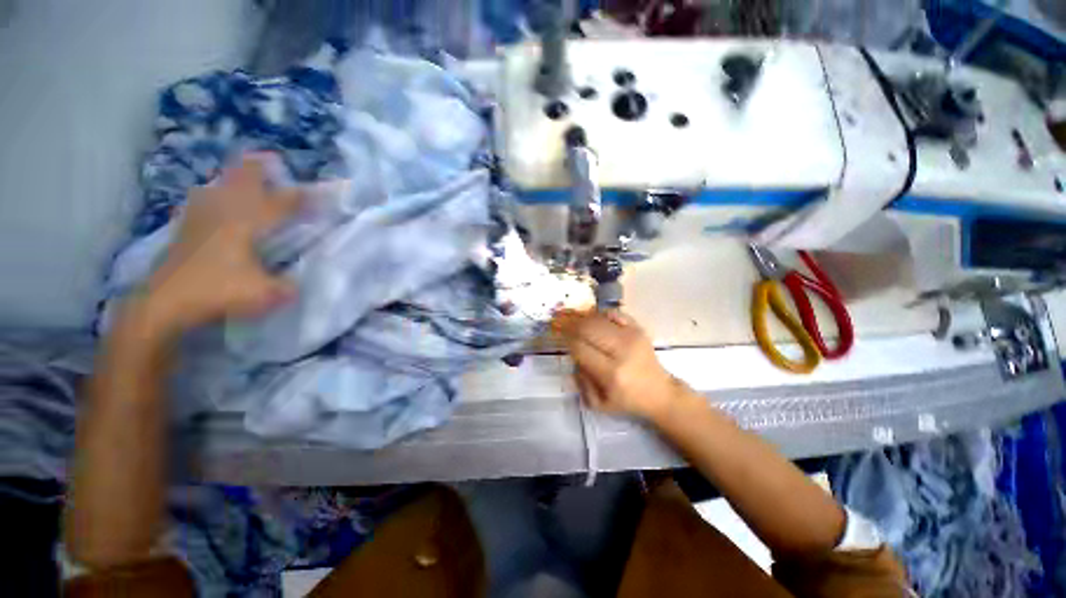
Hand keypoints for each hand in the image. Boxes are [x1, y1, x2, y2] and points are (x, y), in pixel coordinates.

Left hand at [137, 155, 302, 337]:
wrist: (164, 302)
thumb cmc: (218, 291)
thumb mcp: (265, 294)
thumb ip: (287, 286)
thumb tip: (297, 283)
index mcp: (246, 224)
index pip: (279, 204)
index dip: (300, 197)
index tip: (318, 193)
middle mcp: (223, 213)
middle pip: (241, 182)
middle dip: (257, 169)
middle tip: (269, 159)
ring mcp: (200, 218)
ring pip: (218, 187)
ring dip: (232, 179)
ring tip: (241, 174)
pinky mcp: (184, 229)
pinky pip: (201, 201)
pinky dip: (211, 195)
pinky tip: (209, 197)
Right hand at [555, 311, 685, 420]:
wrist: (659, 392)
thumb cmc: (627, 400)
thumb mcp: (599, 404)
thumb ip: (580, 381)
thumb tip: (573, 357)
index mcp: (611, 373)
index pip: (580, 348)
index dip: (567, 341)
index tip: (562, 339)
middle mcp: (621, 351)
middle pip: (587, 329)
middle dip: (572, 327)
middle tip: (565, 328)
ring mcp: (632, 336)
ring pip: (598, 318)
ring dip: (583, 320)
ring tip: (578, 324)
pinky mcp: (639, 329)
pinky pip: (614, 313)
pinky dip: (600, 314)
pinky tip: (596, 321)